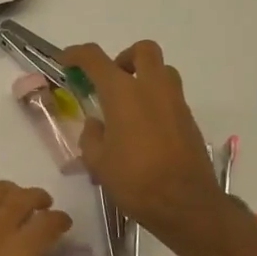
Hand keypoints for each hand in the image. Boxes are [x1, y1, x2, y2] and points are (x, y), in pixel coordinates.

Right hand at [64, 40, 233, 251]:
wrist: (186, 205)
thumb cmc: (135, 181)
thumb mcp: (98, 161)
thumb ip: (91, 136)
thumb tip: (97, 124)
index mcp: (123, 93)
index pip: (95, 58)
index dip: (77, 54)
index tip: (67, 61)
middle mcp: (152, 88)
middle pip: (143, 50)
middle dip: (124, 57)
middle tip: (111, 79)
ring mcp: (175, 102)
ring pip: (163, 71)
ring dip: (145, 77)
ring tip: (128, 105)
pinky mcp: (189, 120)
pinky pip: (171, 97)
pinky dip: (156, 101)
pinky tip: (144, 130)